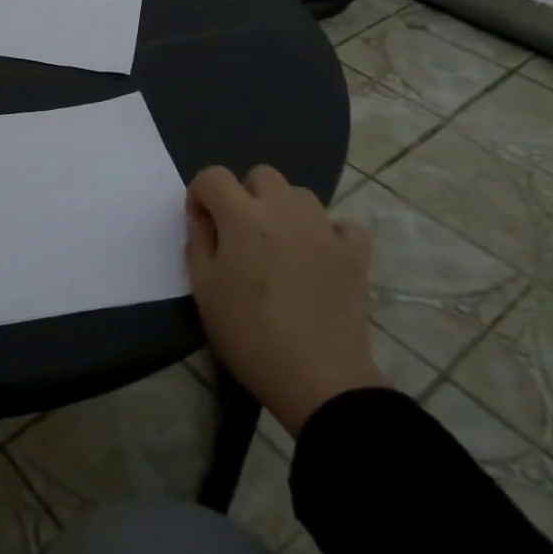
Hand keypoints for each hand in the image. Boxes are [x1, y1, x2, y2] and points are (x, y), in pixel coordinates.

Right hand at [185, 165, 385, 436]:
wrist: (318, 378)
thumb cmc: (250, 334)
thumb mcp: (204, 291)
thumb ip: (198, 245)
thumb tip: (204, 221)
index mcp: (242, 216)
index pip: (213, 176)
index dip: (200, 196)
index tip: (202, 227)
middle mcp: (283, 209)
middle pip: (260, 175)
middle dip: (244, 195)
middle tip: (241, 236)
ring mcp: (324, 228)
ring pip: (299, 195)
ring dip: (284, 210)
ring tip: (279, 248)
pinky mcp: (354, 252)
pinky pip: (340, 225)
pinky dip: (328, 233)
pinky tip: (319, 257)